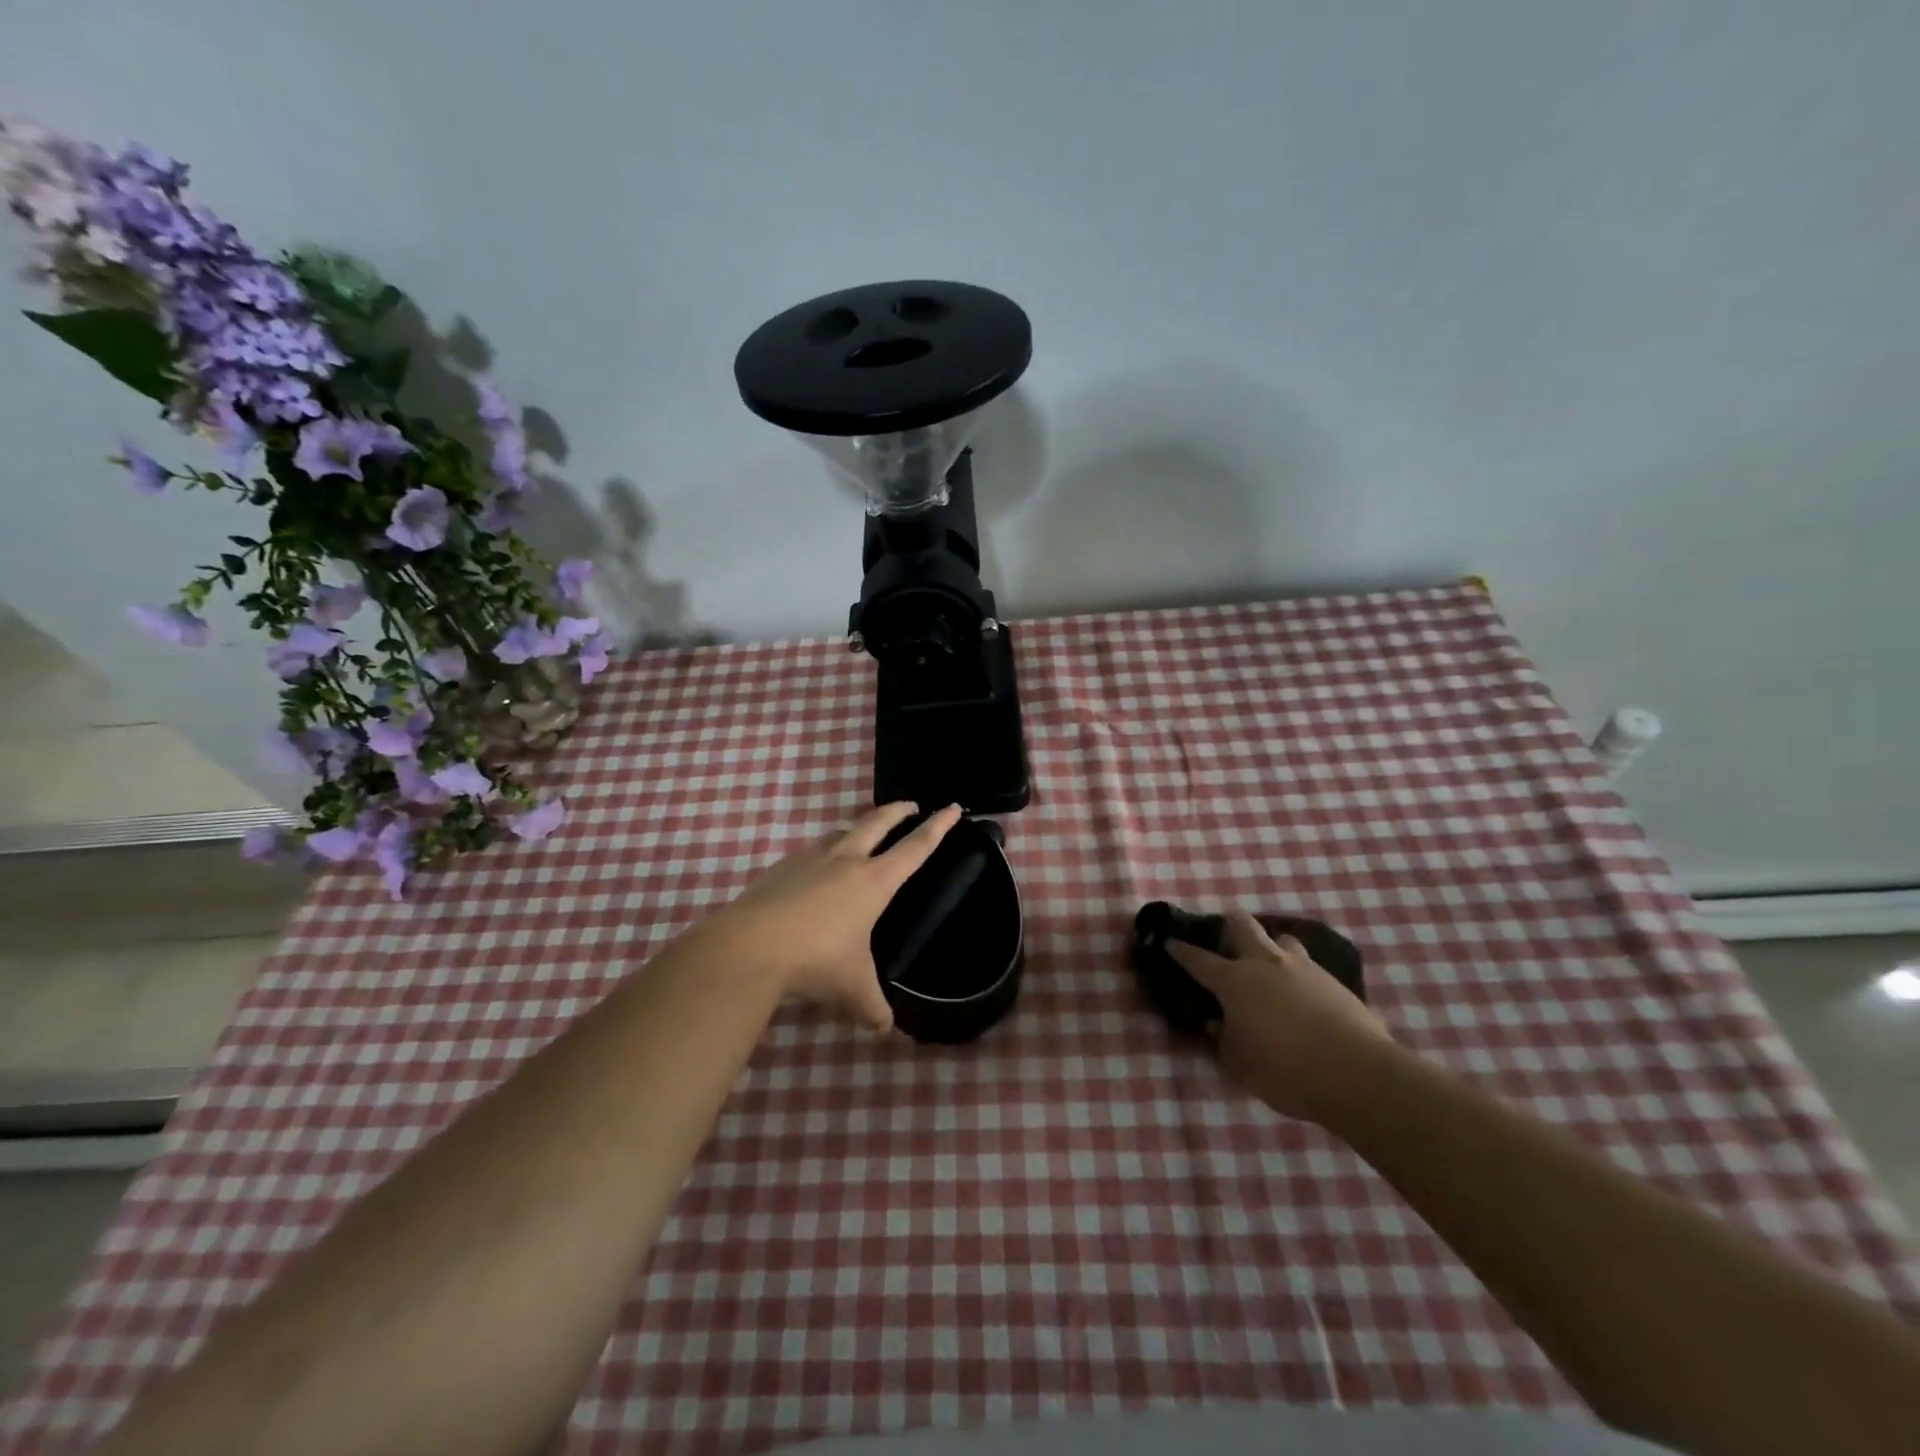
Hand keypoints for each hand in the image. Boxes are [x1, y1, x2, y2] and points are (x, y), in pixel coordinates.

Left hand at [692, 802, 963, 1030]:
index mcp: (874, 881)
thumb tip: (884, 1029)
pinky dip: (824, 851)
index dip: (937, 827)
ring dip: (858, 827)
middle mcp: (846, 860)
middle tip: (910, 805)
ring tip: (863, 833)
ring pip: (841, 832)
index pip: (915, 847)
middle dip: (897, 811)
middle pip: (877, 823)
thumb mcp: (852, 988)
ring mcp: (810, 860)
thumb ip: (873, 1007)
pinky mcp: (781, 868)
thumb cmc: (815, 961)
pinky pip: (811, 851)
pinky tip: (816, 869)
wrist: (749, 946)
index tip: (952, 807)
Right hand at [1169, 910, 1396, 1124]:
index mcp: (1235, 981)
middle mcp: (1266, 964)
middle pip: (1242, 926)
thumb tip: (1219, 1024)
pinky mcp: (1335, 983)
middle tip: (1224, 937)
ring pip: (1282, 941)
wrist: (1358, 1074)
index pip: (1199, 960)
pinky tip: (1302, 998)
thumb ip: (1224, 1040)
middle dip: (1228, 925)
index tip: (1170, 942)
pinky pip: (1309, 969)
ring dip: (1270, 949)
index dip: (1182, 951)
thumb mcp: (1239, 1064)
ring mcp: (1304, 969)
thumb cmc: (1285, 1070)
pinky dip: (1298, 976)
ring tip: (1269, 969)